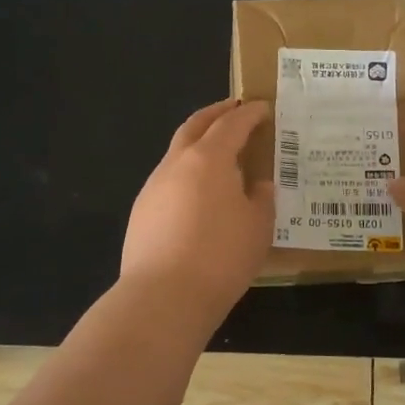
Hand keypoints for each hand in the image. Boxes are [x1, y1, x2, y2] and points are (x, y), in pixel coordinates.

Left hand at [122, 99, 274, 310]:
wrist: (163, 296)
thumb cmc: (221, 257)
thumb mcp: (258, 227)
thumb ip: (261, 198)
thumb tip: (258, 185)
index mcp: (209, 158)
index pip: (232, 124)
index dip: (249, 114)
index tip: (262, 108)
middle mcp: (176, 163)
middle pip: (195, 125)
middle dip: (216, 113)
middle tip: (233, 109)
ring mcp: (154, 186)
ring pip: (177, 152)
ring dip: (198, 143)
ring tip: (219, 154)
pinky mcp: (141, 211)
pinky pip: (168, 180)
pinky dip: (186, 173)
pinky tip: (198, 194)